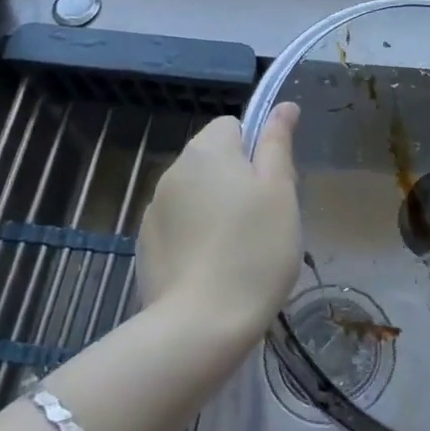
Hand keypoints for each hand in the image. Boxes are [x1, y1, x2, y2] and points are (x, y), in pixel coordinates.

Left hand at [135, 107, 302, 338]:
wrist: (200, 324)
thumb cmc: (254, 250)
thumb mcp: (280, 191)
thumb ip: (278, 143)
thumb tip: (284, 106)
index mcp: (206, 151)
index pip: (232, 125)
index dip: (256, 150)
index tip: (272, 186)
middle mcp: (173, 170)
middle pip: (213, 159)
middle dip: (237, 180)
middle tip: (264, 219)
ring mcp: (154, 209)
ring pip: (196, 194)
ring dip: (215, 208)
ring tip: (239, 249)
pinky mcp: (145, 245)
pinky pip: (179, 225)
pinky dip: (196, 236)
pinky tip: (212, 268)